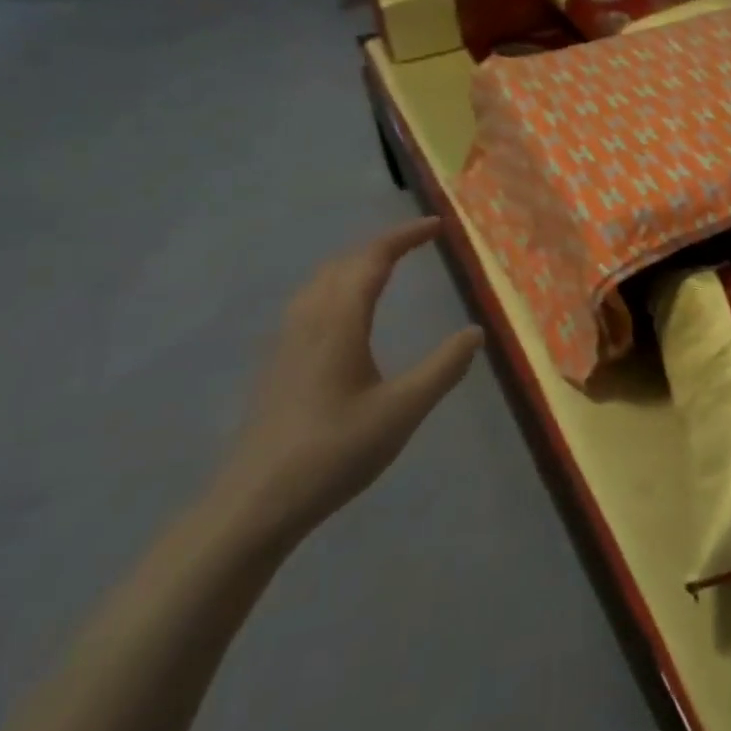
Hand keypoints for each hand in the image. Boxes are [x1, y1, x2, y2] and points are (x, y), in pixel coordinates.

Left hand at [209, 216, 483, 547]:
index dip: (404, 237)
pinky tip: (345, 314)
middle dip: (381, 245)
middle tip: (417, 242)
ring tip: (385, 267)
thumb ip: (443, 367)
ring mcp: (286, 342)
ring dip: (355, 263)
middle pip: (343, 263)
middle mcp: (308, 320)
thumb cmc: (334, 452)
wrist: (254, 504)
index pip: (372, 259)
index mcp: (339, 321)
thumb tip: (475, 331)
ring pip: (320, 281)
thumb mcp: (402, 411)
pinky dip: (337, 286)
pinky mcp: (276, 364)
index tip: (436, 225)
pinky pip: (309, 302)